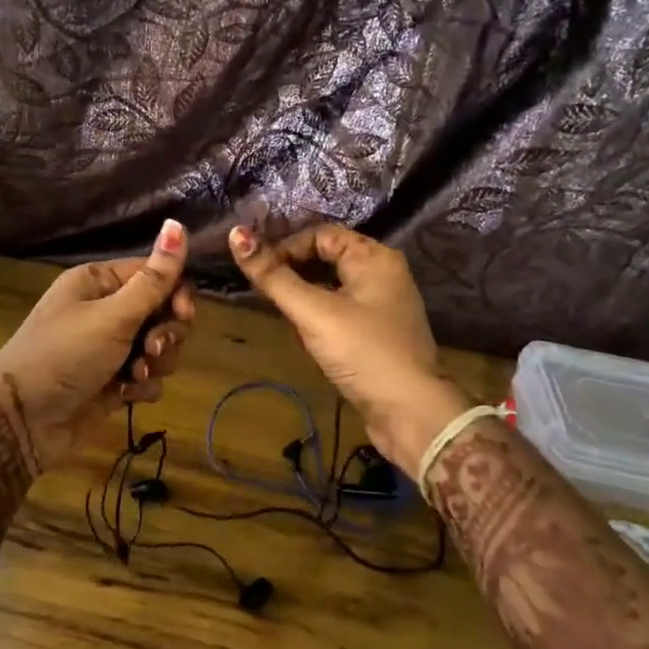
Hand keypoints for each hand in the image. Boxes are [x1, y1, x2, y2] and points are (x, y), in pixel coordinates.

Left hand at [0, 219, 194, 470]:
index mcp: (100, 282)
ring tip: (133, 376)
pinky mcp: (114, 381)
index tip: (183, 313)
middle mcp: (106, 309)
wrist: (23, 421)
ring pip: (160, 347)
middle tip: (150, 349)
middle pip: (163, 312)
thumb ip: (153, 279)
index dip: (176, 293)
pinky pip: (148, 377)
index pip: (157, 274)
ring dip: (156, 363)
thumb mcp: (112, 316)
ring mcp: (110, 348)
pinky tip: (125, 395)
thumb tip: (177, 223)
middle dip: (166, 334)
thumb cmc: (64, 355)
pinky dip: (142, 386)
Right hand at [228, 223, 467, 476]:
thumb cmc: (363, 352)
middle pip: (326, 259)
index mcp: (374, 257)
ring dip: (304, 299)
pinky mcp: (378, 334)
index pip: (320, 235)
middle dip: (293, 275)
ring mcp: (382, 306)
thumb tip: (236, 234)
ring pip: (331, 288)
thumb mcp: (313, 312)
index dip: (287, 248)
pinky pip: (340, 312)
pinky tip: (306, 340)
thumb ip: (273, 276)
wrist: (412, 414)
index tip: (260, 273)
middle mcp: (382, 274)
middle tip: (267, 296)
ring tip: (286, 320)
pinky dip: (319, 320)